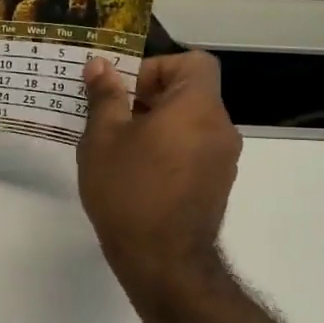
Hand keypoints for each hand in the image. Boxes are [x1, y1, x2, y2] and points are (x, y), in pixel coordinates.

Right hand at [77, 50, 240, 290]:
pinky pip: (193, 151)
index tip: (126, 91)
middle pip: (190, 93)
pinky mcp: (217, 186)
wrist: (162, 261)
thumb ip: (104, 96)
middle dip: (150, 98)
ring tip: (120, 151)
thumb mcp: (103, 138)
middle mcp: (220, 127)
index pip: (194, 62)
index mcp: (197, 106)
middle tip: (111, 120)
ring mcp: (223, 160)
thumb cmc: (128, 190)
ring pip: (190, 124)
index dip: (158, 67)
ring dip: (158, 126)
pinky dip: (169, 151)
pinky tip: (137, 176)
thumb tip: (100, 65)